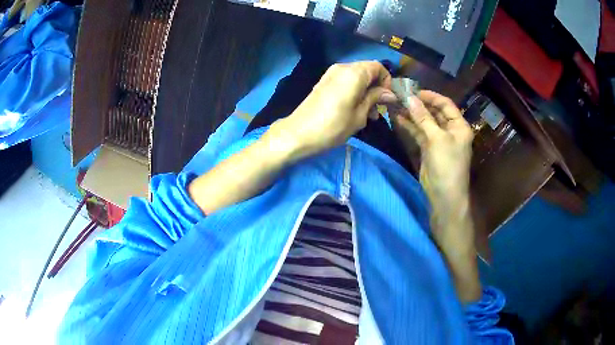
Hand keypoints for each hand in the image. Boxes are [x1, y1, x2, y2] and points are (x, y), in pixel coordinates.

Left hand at [271, 61, 396, 159]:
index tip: (387, 99)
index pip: (378, 67)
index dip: (386, 81)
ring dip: (366, 92)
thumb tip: (390, 94)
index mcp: (354, 73)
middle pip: (367, 71)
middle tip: (378, 110)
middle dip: (377, 88)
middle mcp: (342, 67)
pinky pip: (346, 81)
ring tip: (369, 115)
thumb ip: (375, 98)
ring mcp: (331, 74)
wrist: (299, 133)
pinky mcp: (324, 82)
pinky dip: (355, 91)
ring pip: (357, 77)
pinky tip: (356, 109)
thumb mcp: (360, 114)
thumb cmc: (333, 126)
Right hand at [391, 90, 479, 301]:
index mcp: (459, 126)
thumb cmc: (447, 166)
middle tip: (400, 96)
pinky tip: (397, 119)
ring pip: (424, 122)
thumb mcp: (436, 140)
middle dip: (418, 104)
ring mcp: (439, 141)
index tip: (413, 91)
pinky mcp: (429, 150)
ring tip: (395, 104)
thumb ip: (423, 118)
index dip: (430, 96)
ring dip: (411, 114)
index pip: (445, 104)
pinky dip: (409, 127)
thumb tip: (410, 98)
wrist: (444, 198)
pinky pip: (419, 134)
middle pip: (434, 112)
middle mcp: (450, 131)